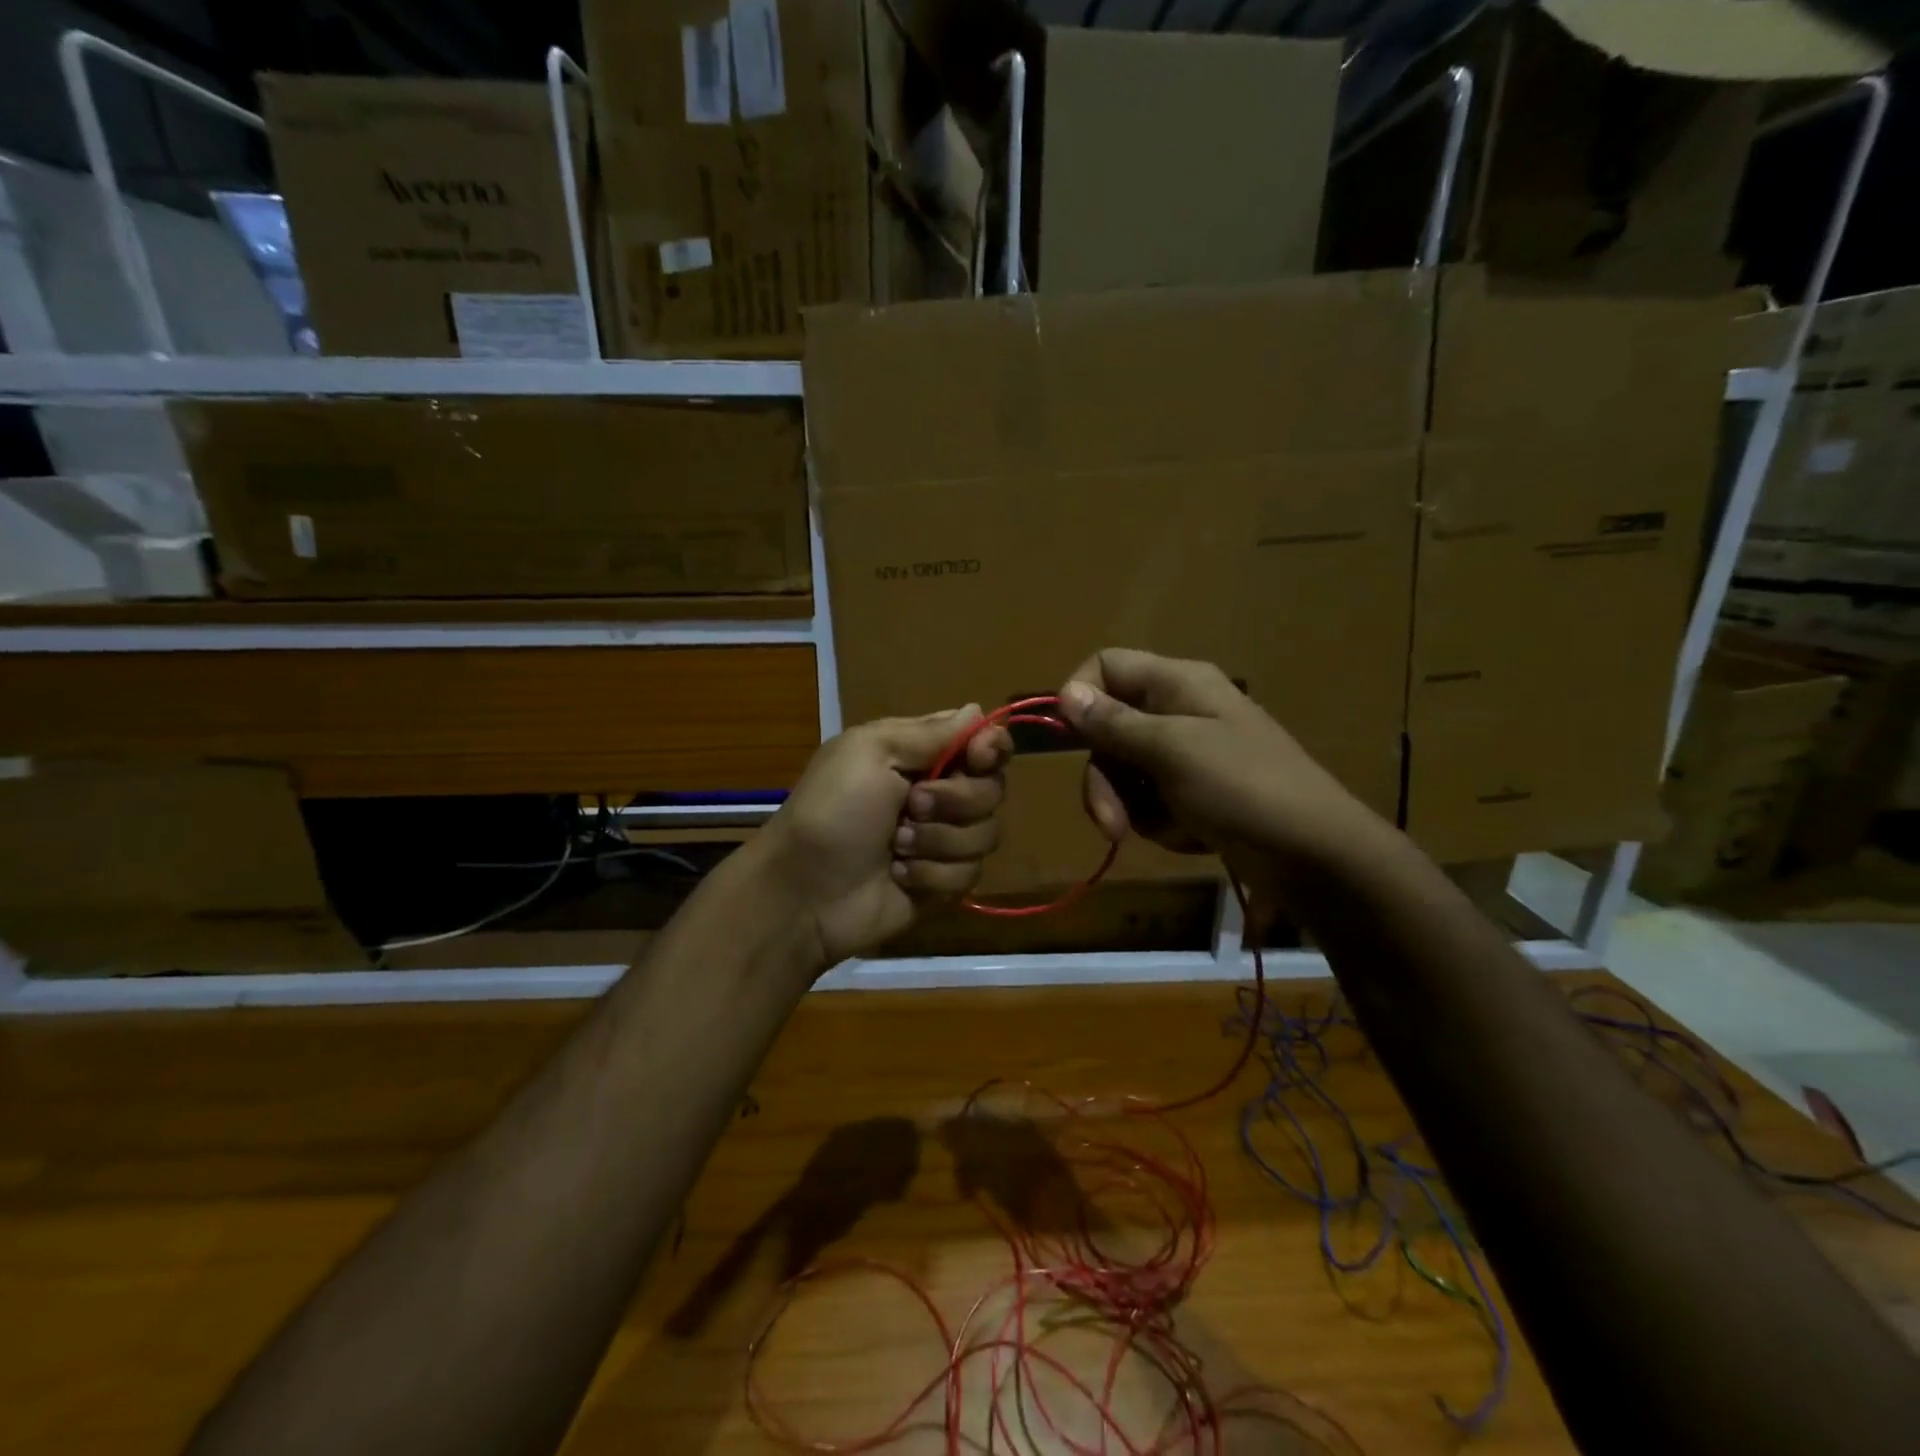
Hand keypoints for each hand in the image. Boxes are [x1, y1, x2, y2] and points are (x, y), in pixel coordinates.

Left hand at [759, 707, 1011, 968]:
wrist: (805, 891)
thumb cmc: (832, 810)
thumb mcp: (871, 752)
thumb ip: (930, 732)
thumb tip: (978, 710)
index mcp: (920, 754)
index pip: (982, 742)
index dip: (992, 748)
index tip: (979, 758)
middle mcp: (938, 793)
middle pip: (993, 789)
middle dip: (955, 801)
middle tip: (911, 805)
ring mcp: (942, 840)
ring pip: (986, 834)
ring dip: (938, 841)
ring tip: (896, 847)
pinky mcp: (942, 882)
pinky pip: (969, 874)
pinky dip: (931, 875)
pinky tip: (899, 876)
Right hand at [1056, 648, 1382, 887]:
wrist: (1314, 853)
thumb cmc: (1243, 787)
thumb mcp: (1172, 750)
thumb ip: (1114, 723)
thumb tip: (1065, 693)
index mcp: (1177, 683)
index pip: (1107, 666)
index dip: (1080, 696)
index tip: (1068, 739)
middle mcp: (1178, 711)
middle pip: (1108, 729)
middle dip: (1104, 779)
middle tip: (1111, 823)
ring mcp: (1187, 754)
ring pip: (1125, 771)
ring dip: (1131, 807)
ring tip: (1165, 832)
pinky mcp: (1194, 793)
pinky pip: (1150, 800)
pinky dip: (1160, 821)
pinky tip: (1189, 836)